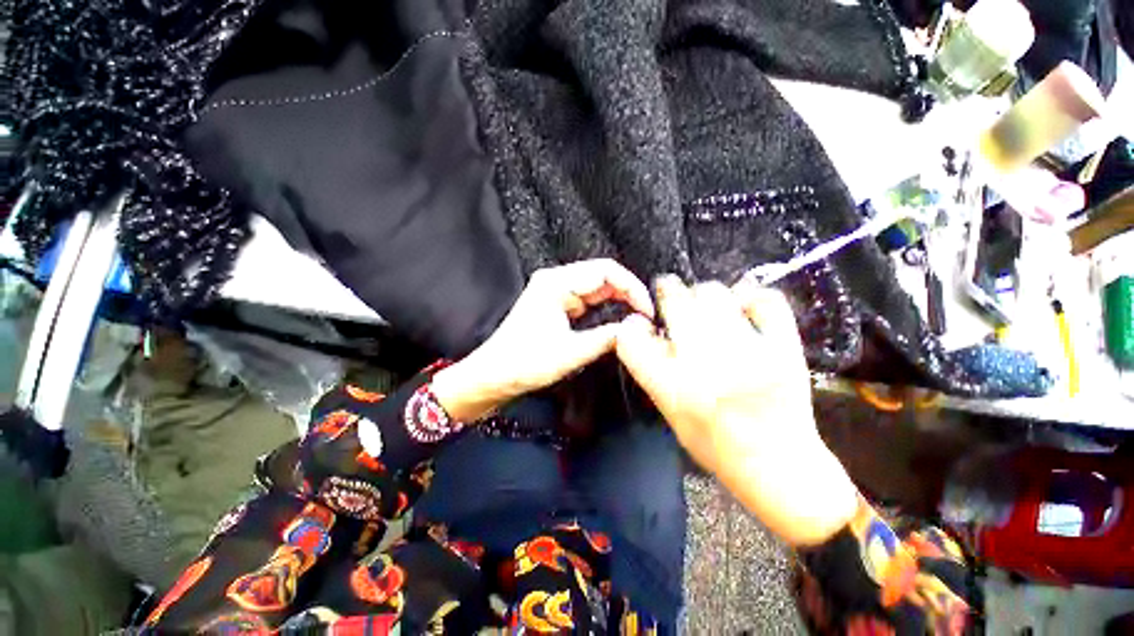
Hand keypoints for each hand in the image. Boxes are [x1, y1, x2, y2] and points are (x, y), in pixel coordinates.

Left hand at [432, 259, 653, 421]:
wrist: (493, 375)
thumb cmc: (526, 363)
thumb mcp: (571, 352)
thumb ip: (607, 338)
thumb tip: (635, 329)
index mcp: (556, 283)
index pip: (605, 271)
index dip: (632, 287)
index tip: (647, 309)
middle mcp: (556, 280)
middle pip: (602, 275)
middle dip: (627, 292)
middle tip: (646, 314)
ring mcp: (555, 291)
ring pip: (596, 287)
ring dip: (617, 299)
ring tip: (637, 316)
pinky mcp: (555, 304)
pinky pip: (586, 299)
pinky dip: (604, 307)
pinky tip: (617, 317)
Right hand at [615, 277, 857, 545]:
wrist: (778, 465)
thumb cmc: (714, 443)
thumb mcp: (669, 409)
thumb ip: (652, 367)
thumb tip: (647, 327)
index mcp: (671, 386)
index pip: (631, 336)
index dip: (631, 323)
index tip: (643, 322)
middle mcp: (704, 363)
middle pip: (674, 300)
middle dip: (668, 291)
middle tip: (672, 297)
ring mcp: (748, 352)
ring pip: (713, 293)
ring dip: (703, 295)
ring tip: (707, 307)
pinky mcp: (783, 348)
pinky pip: (765, 300)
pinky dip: (750, 296)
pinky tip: (743, 308)